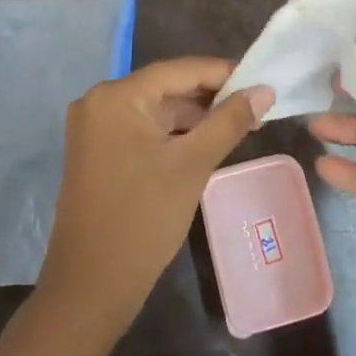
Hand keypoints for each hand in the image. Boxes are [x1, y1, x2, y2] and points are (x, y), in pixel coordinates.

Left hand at [36, 58, 272, 347]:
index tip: (261, 80)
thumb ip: (229, 121)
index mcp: (117, 96)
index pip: (180, 70)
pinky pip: (141, 127)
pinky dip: (172, 133)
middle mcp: (99, 100)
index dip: (223, 73)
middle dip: (210, 97)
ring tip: (237, 125)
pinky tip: (203, 142)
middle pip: (166, 86)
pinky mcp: (96, 149)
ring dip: (193, 116)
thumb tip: (264, 90)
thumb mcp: (193, 165)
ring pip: (155, 108)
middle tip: (254, 107)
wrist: (91, 286)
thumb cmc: (143, 220)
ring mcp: (94, 126)